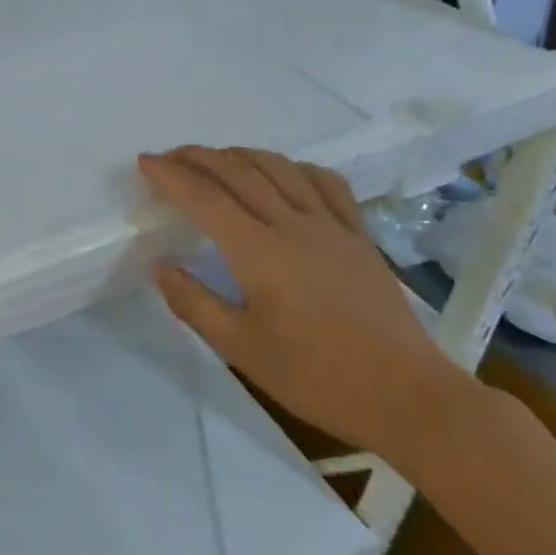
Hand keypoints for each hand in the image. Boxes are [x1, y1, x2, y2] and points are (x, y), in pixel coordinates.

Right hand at [140, 146, 472, 465]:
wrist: (410, 399)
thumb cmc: (319, 378)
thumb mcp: (244, 351)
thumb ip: (195, 304)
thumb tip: (160, 267)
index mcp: (260, 252)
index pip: (205, 197)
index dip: (171, 174)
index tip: (145, 162)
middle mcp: (293, 225)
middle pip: (238, 172)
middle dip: (198, 157)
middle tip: (170, 156)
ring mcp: (331, 226)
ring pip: (279, 168)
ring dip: (241, 155)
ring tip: (217, 158)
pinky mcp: (359, 236)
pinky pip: (326, 184)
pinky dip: (295, 167)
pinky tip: (285, 172)